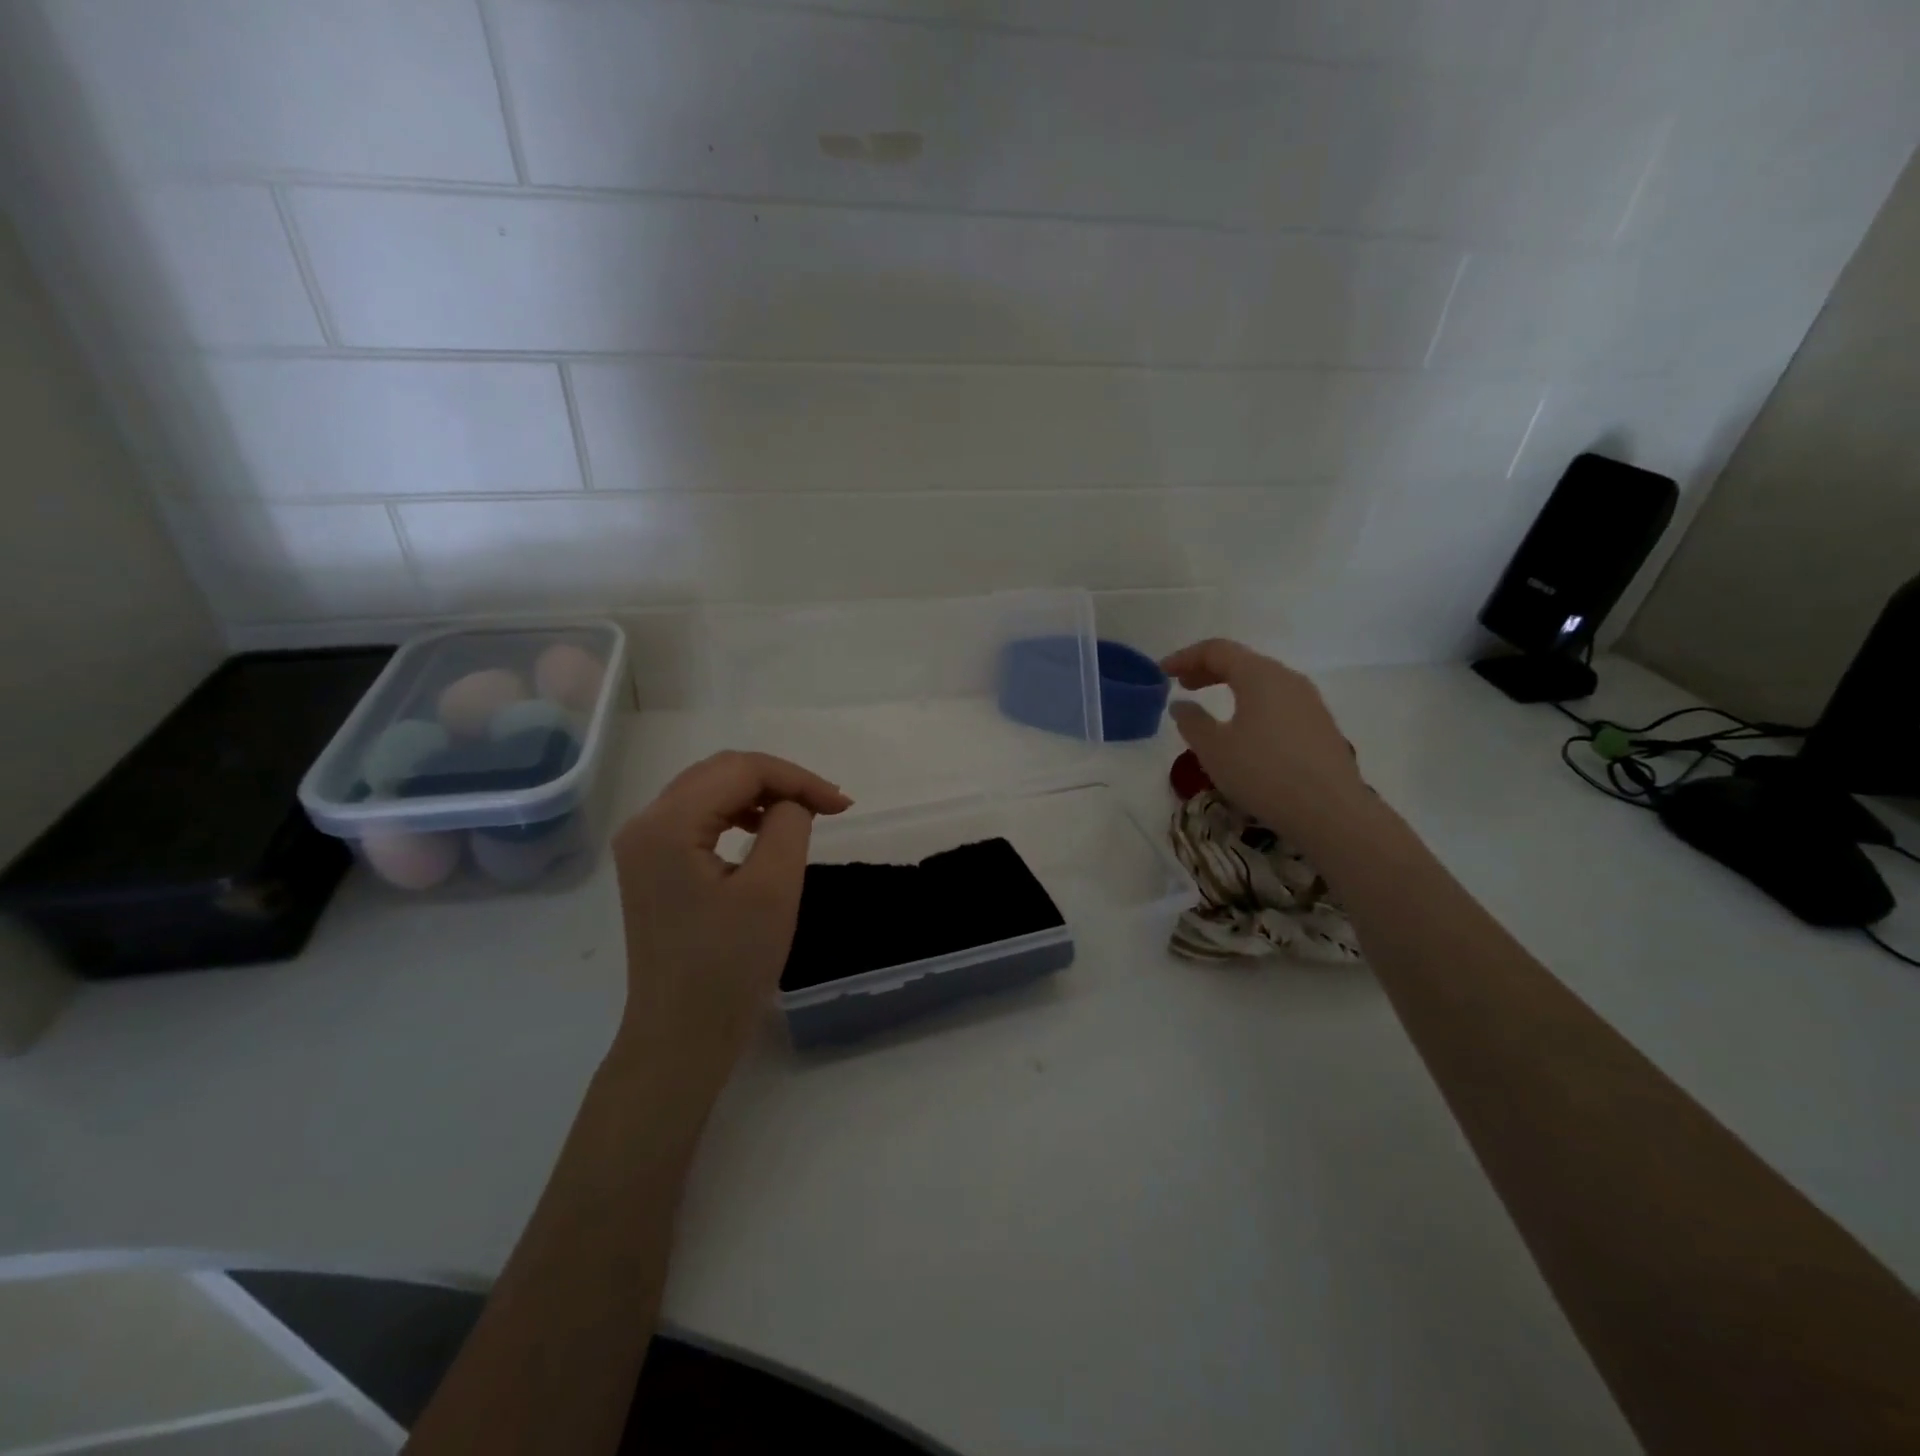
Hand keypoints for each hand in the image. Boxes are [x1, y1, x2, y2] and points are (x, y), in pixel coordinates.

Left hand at [611, 751, 850, 1084]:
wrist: (681, 1035)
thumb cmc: (729, 966)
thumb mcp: (773, 889)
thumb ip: (789, 826)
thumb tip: (791, 803)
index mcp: (667, 824)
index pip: (740, 770)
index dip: (796, 778)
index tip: (842, 805)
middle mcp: (645, 823)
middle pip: (721, 772)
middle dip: (780, 781)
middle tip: (828, 806)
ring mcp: (643, 845)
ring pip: (709, 790)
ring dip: (760, 794)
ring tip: (804, 815)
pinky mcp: (651, 865)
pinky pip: (699, 817)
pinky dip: (738, 814)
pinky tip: (764, 830)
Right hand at [1161, 639, 1369, 839]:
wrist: (1330, 812)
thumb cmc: (1263, 773)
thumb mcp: (1214, 749)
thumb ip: (1192, 722)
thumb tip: (1181, 705)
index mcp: (1260, 675)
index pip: (1217, 650)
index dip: (1185, 657)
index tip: (1162, 672)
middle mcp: (1288, 679)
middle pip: (1242, 661)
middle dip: (1208, 670)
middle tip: (1182, 685)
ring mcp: (1309, 702)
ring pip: (1262, 682)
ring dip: (1232, 687)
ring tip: (1211, 707)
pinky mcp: (1320, 726)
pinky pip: (1278, 702)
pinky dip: (1252, 703)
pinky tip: (1243, 730)